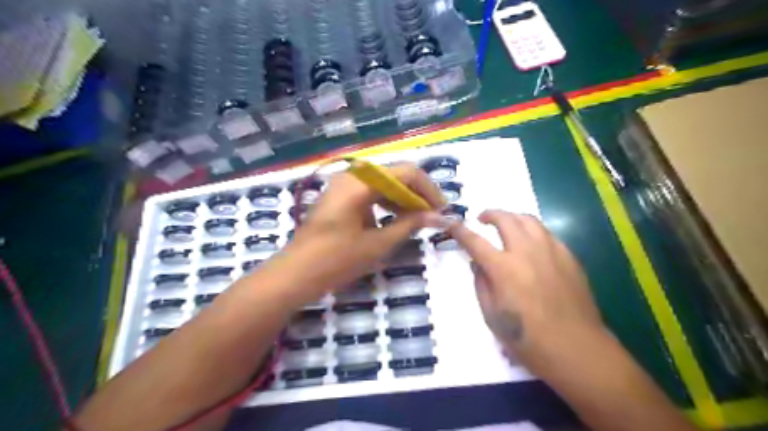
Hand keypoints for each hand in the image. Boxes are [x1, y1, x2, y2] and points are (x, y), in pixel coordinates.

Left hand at [269, 162, 447, 305]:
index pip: (406, 173)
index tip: (441, 210)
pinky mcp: (340, 195)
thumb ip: (410, 224)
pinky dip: (387, 202)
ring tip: (417, 219)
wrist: (296, 274)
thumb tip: (439, 216)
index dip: (429, 190)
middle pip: (395, 174)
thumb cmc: (336, 260)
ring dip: (403, 198)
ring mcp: (343, 184)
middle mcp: (352, 175)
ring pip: (384, 183)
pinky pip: (370, 191)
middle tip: (432, 216)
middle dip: (417, 194)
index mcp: (361, 182)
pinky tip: (395, 218)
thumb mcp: (378, 244)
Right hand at [451, 210, 605, 372]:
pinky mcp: (569, 257)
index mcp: (503, 268)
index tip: (452, 224)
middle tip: (482, 219)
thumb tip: (478, 264)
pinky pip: (547, 233)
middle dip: (489, 214)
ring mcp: (551, 251)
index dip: (459, 230)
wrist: (576, 348)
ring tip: (507, 224)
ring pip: (529, 220)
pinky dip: (533, 231)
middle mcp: (526, 251)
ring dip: (512, 217)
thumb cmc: (527, 338)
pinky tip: (532, 243)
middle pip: (505, 219)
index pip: (474, 241)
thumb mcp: (492, 315)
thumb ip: (481, 284)